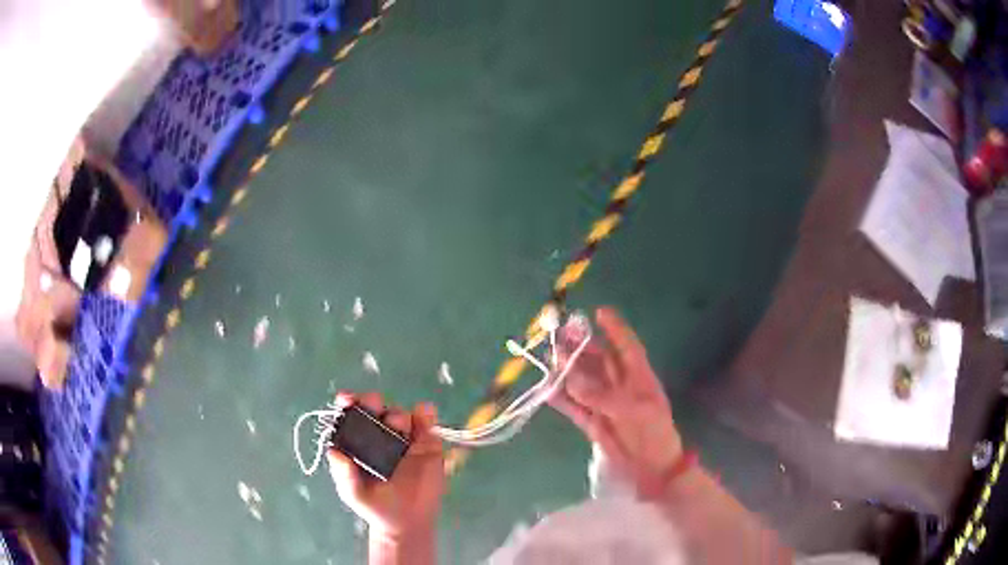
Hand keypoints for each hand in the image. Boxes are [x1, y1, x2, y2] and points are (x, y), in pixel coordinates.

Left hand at [327, 392, 444, 541]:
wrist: (406, 523)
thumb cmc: (374, 505)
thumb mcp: (353, 492)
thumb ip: (343, 474)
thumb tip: (333, 452)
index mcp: (357, 441)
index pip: (350, 415)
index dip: (348, 402)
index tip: (347, 399)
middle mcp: (379, 433)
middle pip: (375, 407)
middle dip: (372, 402)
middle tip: (374, 407)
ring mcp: (404, 437)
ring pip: (401, 414)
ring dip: (398, 414)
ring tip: (399, 428)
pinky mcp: (427, 443)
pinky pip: (427, 422)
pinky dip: (426, 414)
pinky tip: (424, 413)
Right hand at [550, 307, 683, 493]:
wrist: (653, 468)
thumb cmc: (654, 434)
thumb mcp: (635, 411)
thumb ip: (604, 396)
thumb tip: (571, 381)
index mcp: (639, 377)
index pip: (626, 346)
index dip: (615, 329)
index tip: (599, 311)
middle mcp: (620, 386)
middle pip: (598, 360)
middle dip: (581, 347)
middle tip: (559, 333)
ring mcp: (604, 404)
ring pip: (582, 381)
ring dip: (567, 369)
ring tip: (548, 356)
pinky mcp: (592, 422)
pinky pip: (573, 406)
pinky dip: (560, 398)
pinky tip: (547, 389)